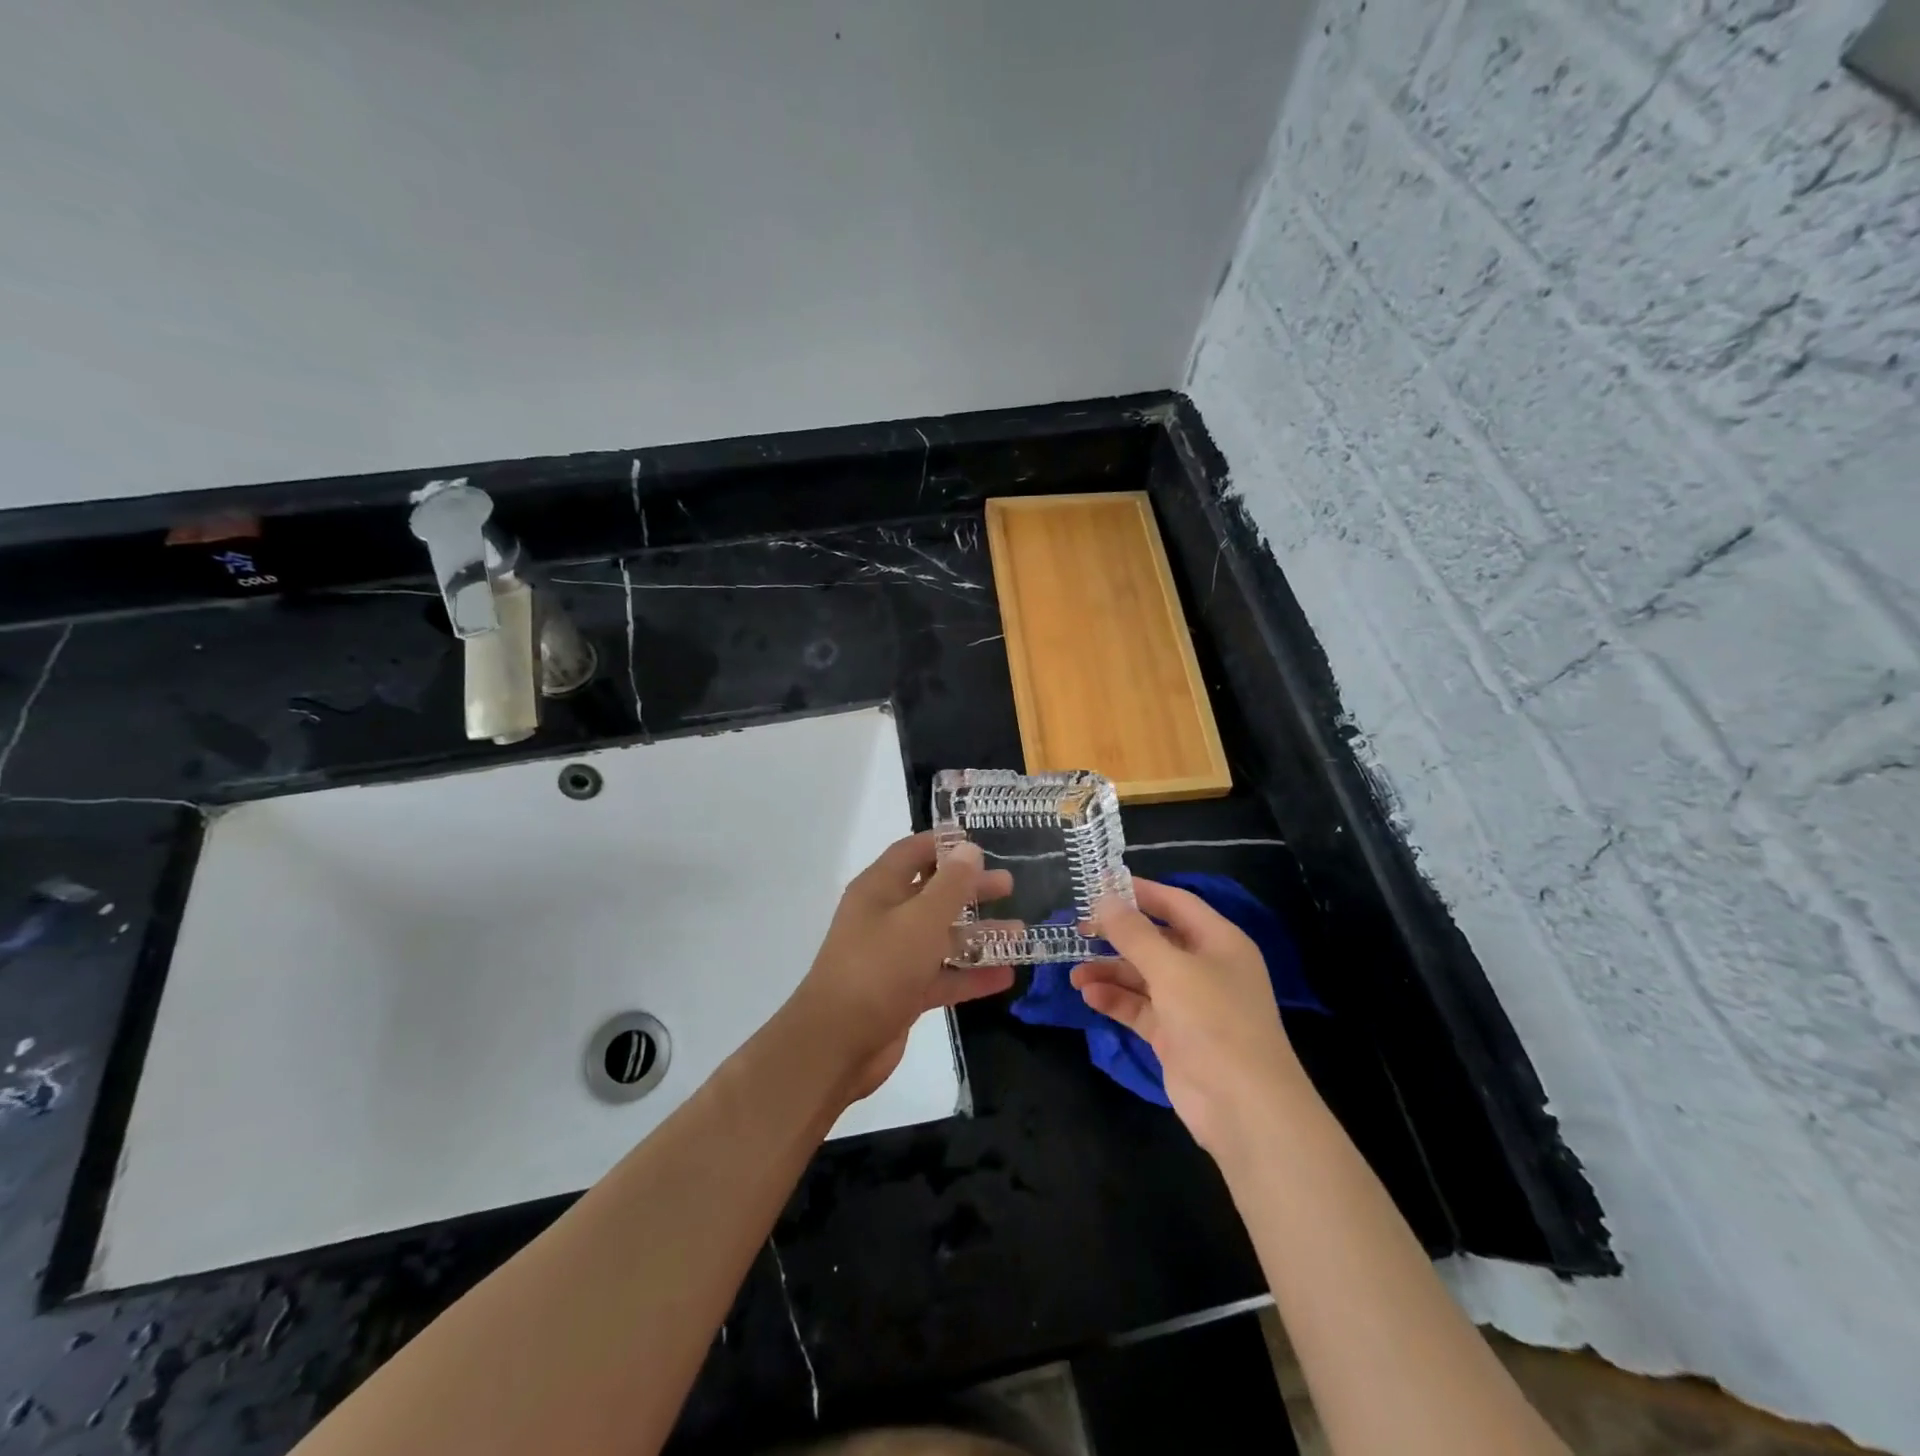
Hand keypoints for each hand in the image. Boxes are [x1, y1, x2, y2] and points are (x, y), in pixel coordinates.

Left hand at [791, 832, 1015, 1101]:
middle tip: (1008, 886)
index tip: (979, 844)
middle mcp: (885, 918)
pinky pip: (943, 976)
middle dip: (970, 889)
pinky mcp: (903, 993)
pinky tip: (1006, 976)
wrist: (836, 1044)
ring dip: (978, 934)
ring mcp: (893, 957)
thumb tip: (969, 849)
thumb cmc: (879, 968)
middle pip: (932, 894)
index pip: (912, 853)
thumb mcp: (921, 920)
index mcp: (879, 889)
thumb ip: (950, 885)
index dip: (943, 844)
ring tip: (1020, 931)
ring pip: (941, 938)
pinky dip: (971, 976)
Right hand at [1072, 878, 1305, 1153]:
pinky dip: (1116, 1000)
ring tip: (1075, 973)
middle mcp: (1206, 967)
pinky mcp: (1175, 1036)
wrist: (1244, 1108)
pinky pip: (1140, 1007)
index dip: (1140, 892)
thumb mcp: (1171, 969)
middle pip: (1156, 940)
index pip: (1176, 904)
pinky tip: (1088, 996)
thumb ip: (1134, 933)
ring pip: (1143, 976)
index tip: (1099, 884)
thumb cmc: (1214, 1021)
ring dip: (1110, 971)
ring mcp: (1191, 1004)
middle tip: (1078, 929)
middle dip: (1118, 935)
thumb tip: (1105, 898)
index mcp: (1219, 941)